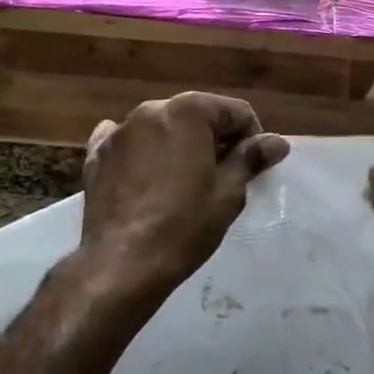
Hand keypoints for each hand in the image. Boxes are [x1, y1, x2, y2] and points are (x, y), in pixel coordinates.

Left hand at [78, 92, 289, 304]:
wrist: (121, 263)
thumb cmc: (184, 225)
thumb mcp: (228, 193)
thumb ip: (250, 159)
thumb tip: (277, 142)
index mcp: (187, 111)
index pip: (235, 111)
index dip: (251, 137)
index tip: (253, 167)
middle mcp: (150, 110)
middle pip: (196, 115)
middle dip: (214, 139)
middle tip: (224, 176)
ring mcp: (118, 131)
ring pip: (161, 128)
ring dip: (179, 145)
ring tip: (186, 182)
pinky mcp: (96, 155)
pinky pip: (128, 144)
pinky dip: (142, 154)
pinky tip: (146, 176)